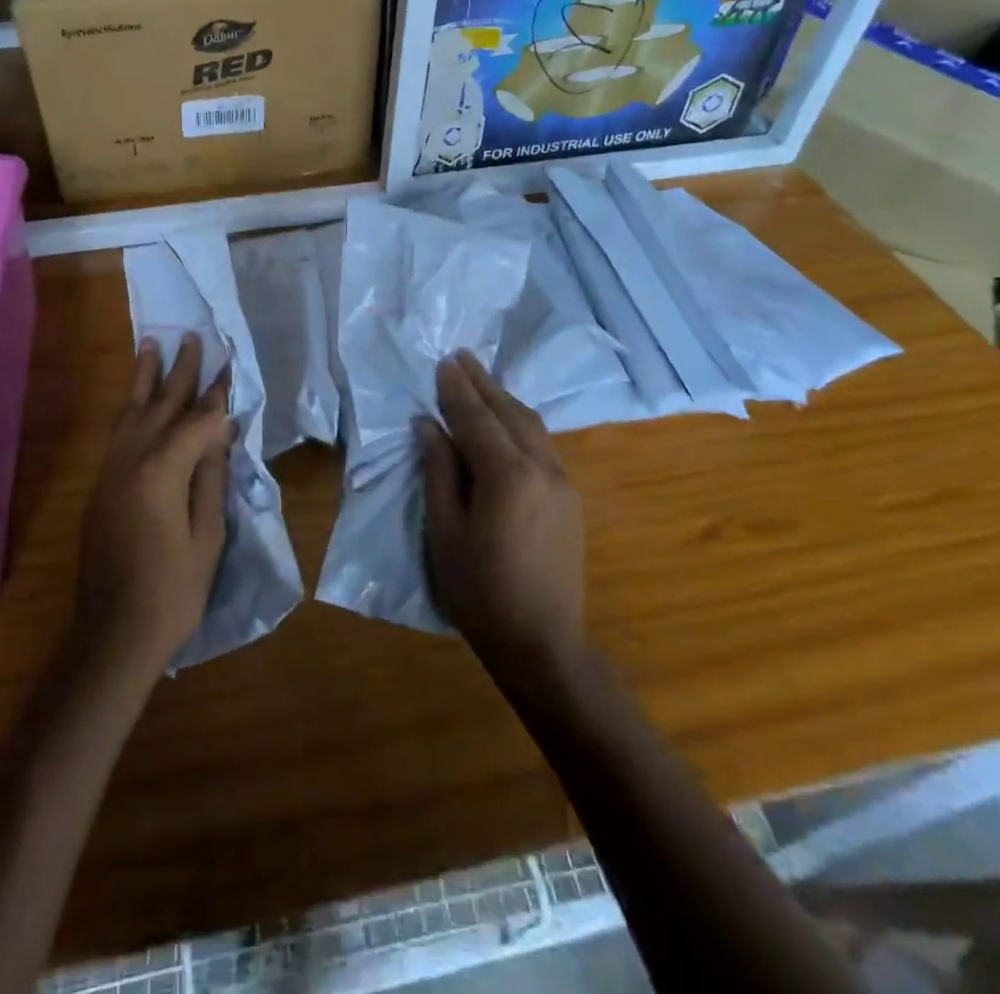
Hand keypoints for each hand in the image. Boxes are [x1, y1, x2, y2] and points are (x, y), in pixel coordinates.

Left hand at [75, 334, 232, 674]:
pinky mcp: (101, 487)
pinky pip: (117, 433)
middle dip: (179, 372)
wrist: (113, 634)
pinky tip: (134, 400)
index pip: (195, 421)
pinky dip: (129, 408)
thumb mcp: (206, 536)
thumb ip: (210, 478)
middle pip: (160, 405)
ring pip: (130, 413)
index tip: (229, 365)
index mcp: (161, 472)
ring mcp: (111, 473)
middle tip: (192, 338)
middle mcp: (130, 461)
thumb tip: (219, 433)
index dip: (216, 395)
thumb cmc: (172, 590)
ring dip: (144, 379)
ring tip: (150, 345)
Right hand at [418, 350, 584, 665]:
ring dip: (505, 400)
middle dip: (484, 383)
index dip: (457, 390)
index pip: (477, 419)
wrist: (541, 641)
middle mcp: (543, 468)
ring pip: (533, 425)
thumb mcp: (445, 532)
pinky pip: (544, 445)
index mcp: (507, 476)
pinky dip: (521, 423)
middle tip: (461, 357)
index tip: (443, 362)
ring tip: (481, 380)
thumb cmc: (480, 591)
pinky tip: (508, 422)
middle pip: (510, 413)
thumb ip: (439, 472)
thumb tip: (429, 425)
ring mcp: (563, 482)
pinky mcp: (571, 498)